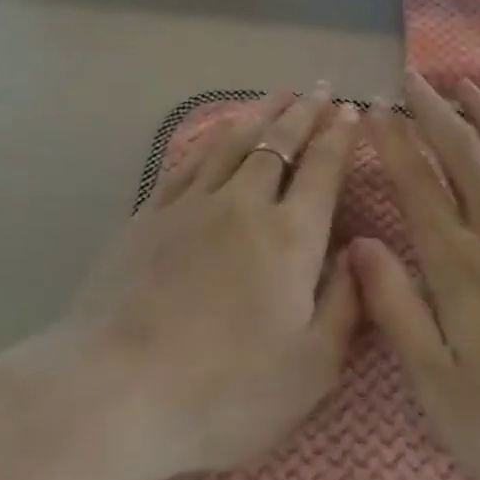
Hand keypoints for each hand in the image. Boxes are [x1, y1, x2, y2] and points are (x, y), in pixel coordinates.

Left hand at [56, 86, 362, 479]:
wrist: (115, 390)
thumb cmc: (225, 391)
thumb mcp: (311, 368)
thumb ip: (347, 304)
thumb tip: (364, 251)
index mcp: (290, 237)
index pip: (323, 169)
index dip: (340, 136)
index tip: (350, 110)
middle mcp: (244, 204)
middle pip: (279, 143)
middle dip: (305, 113)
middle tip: (321, 89)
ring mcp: (192, 204)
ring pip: (234, 141)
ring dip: (261, 113)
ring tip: (279, 94)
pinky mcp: (150, 214)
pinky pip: (191, 160)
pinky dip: (213, 137)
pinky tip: (219, 132)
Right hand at [353, 73, 479, 479]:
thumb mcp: (444, 391)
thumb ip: (398, 311)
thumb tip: (359, 246)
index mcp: (462, 265)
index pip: (418, 184)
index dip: (393, 142)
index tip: (374, 109)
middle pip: (465, 152)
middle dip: (434, 110)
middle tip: (413, 78)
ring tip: (467, 86)